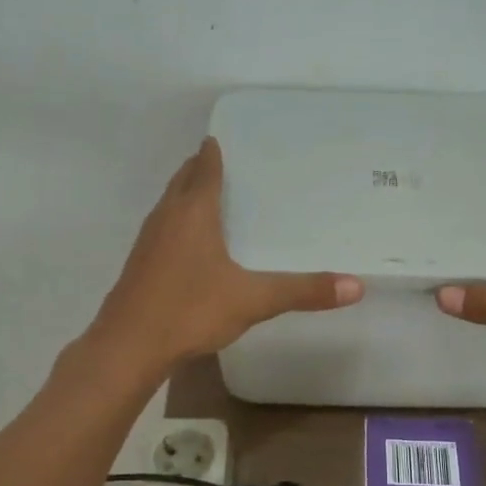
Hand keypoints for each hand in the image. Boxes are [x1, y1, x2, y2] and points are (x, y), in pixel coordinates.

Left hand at [87, 137, 362, 375]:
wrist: (128, 346)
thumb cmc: (190, 310)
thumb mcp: (253, 300)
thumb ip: (303, 291)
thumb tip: (356, 286)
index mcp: (193, 212)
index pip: (204, 167)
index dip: (215, 152)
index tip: (228, 139)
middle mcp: (167, 217)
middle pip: (183, 179)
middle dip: (201, 168)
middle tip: (229, 165)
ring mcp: (148, 240)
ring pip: (169, 204)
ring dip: (187, 194)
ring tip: (213, 198)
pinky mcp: (140, 264)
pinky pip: (163, 228)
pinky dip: (178, 222)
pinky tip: (193, 245)